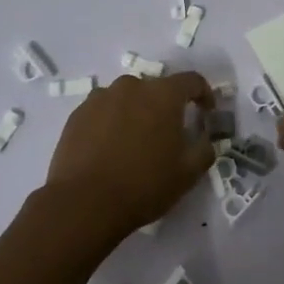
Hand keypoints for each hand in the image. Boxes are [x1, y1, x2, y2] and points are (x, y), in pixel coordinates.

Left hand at [43, 73, 215, 238]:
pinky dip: (112, 122)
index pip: (192, 81)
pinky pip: (103, 110)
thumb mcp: (188, 173)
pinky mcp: (77, 114)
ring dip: (137, 112)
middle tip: (168, 134)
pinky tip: (110, 148)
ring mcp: (100, 98)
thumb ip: (204, 148)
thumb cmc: (144, 185)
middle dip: (166, 106)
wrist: (85, 203)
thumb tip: (204, 137)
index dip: (204, 94)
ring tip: (135, 141)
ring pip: (127, 98)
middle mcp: (131, 86)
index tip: (206, 113)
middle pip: (156, 88)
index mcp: (162, 95)